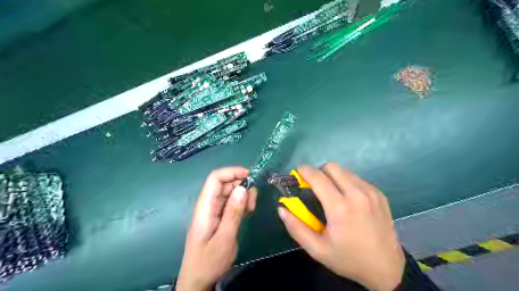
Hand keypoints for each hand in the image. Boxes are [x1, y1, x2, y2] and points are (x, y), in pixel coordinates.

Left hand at [178, 167, 257, 289]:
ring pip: (229, 193)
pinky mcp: (219, 218)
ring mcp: (213, 211)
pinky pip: (231, 204)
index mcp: (205, 207)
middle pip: (224, 184)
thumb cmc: (208, 262)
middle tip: (253, 200)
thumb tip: (243, 188)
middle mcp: (208, 205)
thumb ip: (233, 212)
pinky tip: (248, 211)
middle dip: (241, 185)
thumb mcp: (224, 238)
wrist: (198, 281)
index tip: (250, 177)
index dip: (232, 172)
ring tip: (251, 208)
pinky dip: (241, 204)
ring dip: (243, 195)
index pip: (215, 178)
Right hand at [280, 164, 405, 290]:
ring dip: (333, 177)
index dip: (304, 171)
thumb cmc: (348, 259)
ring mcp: (371, 192)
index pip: (317, 177)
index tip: (297, 173)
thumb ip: (296, 228)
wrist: (387, 268)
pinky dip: (347, 182)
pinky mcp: (379, 194)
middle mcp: (357, 194)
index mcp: (340, 208)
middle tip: (315, 186)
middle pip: (332, 167)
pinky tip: (348, 199)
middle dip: (319, 172)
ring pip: (345, 171)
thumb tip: (282, 208)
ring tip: (332, 194)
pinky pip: (357, 178)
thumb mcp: (317, 250)